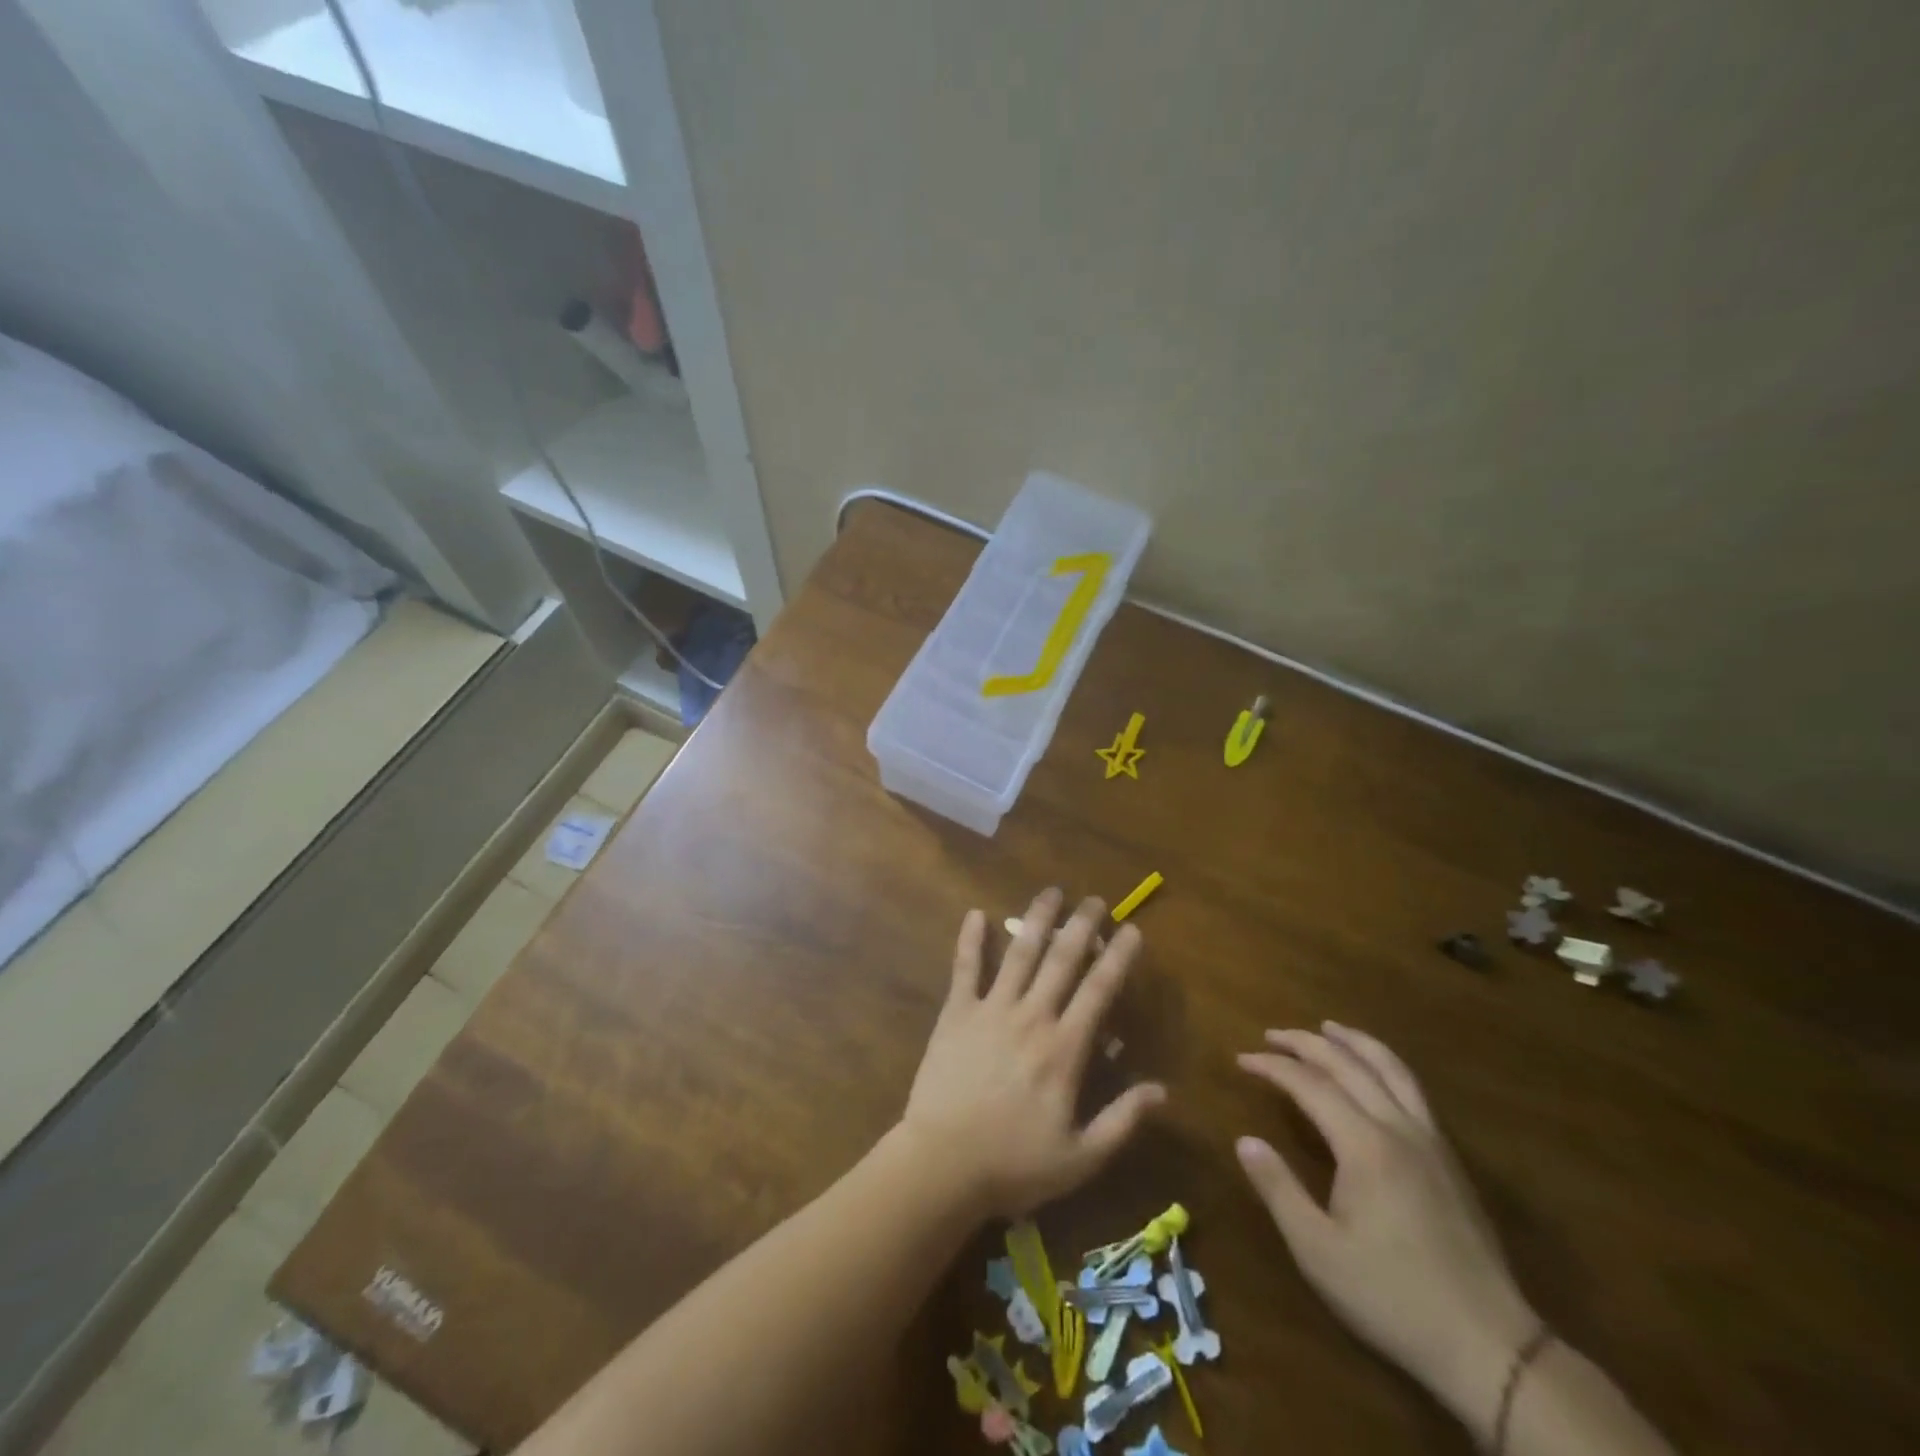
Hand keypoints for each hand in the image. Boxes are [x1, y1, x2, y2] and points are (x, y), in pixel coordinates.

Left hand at [900, 889, 1166, 1218]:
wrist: (943, 1164)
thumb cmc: (1014, 1164)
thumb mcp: (1081, 1156)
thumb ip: (1122, 1121)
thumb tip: (1161, 1090)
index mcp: (1064, 1048)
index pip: (1099, 991)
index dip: (1118, 958)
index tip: (1132, 930)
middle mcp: (1031, 1017)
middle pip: (1061, 961)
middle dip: (1082, 926)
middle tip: (1095, 899)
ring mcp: (991, 1010)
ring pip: (1019, 954)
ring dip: (1036, 920)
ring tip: (1051, 892)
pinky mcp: (956, 1014)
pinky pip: (964, 969)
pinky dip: (969, 940)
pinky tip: (974, 913)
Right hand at [1236, 1023, 1538, 1429]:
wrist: (1490, 1346)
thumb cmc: (1392, 1296)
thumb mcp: (1319, 1251)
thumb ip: (1278, 1189)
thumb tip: (1244, 1140)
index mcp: (1365, 1146)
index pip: (1310, 1085)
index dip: (1273, 1067)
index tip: (1241, 1059)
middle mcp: (1399, 1129)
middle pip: (1349, 1065)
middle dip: (1306, 1043)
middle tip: (1271, 1034)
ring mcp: (1431, 1142)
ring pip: (1392, 1070)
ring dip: (1355, 1042)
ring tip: (1328, 1028)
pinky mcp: (1450, 1160)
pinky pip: (1413, 1090)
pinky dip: (1385, 1065)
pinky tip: (1375, 1075)